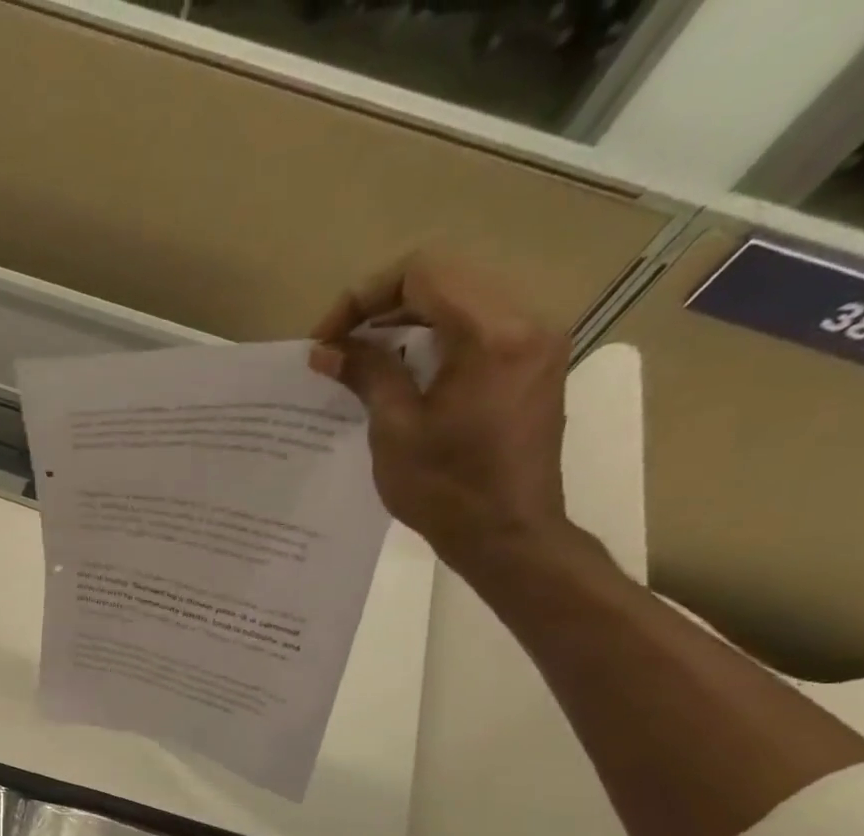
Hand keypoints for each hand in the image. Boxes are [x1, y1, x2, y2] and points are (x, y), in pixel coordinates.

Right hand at [309, 253, 573, 573]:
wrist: (508, 535)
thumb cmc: (446, 490)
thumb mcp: (395, 431)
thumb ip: (366, 375)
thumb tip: (327, 349)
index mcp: (492, 333)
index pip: (424, 272)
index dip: (364, 296)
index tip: (328, 339)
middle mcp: (526, 321)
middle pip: (447, 277)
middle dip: (384, 304)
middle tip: (340, 346)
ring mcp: (537, 341)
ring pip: (464, 298)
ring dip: (409, 320)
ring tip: (365, 358)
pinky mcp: (534, 364)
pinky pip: (480, 326)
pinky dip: (436, 337)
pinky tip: (405, 370)